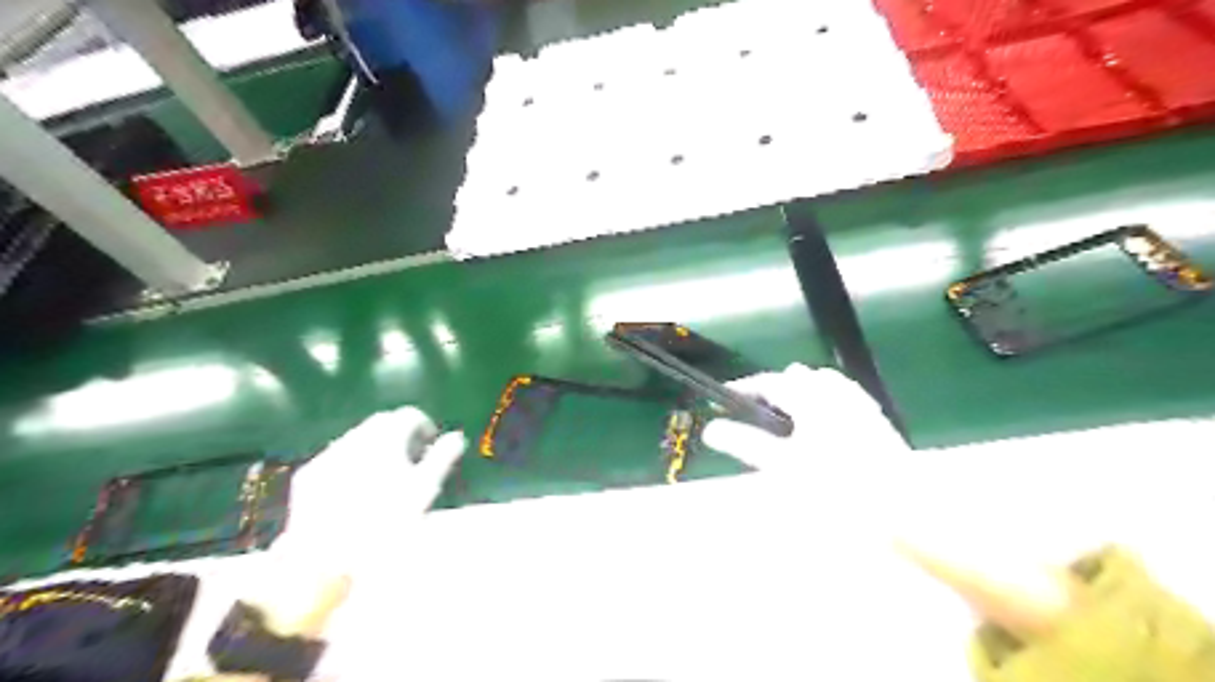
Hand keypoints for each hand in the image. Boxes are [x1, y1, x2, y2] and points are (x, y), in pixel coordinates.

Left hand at [249, 404, 466, 632]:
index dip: (424, 426)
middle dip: (399, 433)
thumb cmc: (386, 522)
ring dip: (374, 447)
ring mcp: (328, 455)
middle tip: (410, 458)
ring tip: (384, 475)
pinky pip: (335, 457)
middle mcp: (355, 438)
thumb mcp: (424, 489)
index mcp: (385, 438)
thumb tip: (457, 437)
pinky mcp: (308, 475)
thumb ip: (442, 457)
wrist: (327, 559)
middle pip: (382, 422)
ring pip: (357, 438)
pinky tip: (354, 490)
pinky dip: (350, 462)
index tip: (430, 445)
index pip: (409, 415)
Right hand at [698, 362, 905, 473]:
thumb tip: (712, 430)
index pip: (768, 382)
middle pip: (797, 378)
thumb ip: (746, 444)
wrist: (904, 510)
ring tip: (786, 412)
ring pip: (823, 385)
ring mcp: (859, 406)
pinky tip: (825, 421)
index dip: (743, 387)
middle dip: (772, 388)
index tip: (724, 397)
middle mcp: (835, 394)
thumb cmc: (836, 487)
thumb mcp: (783, 466)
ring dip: (800, 391)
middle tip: (753, 410)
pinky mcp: (876, 423)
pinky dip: (826, 401)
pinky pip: (845, 397)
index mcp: (811, 398)